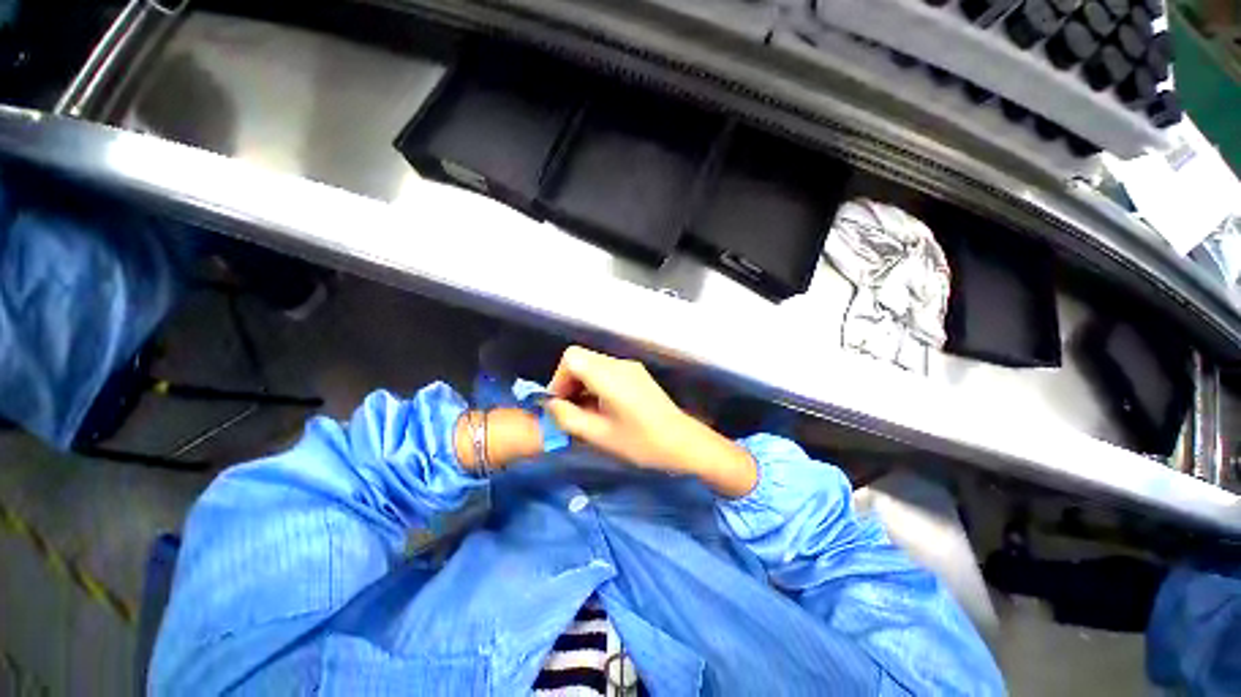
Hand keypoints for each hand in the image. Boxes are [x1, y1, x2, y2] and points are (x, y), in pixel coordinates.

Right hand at [545, 347, 757, 496]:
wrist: (683, 442)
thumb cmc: (642, 442)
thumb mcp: (599, 435)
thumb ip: (568, 418)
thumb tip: (550, 405)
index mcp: (609, 375)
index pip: (571, 357)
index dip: (559, 379)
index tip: (560, 404)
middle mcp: (619, 363)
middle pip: (580, 359)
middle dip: (568, 382)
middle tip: (570, 411)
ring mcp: (630, 366)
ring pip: (593, 364)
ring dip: (582, 384)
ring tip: (586, 413)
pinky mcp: (636, 373)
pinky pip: (606, 371)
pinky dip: (596, 385)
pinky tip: (603, 408)